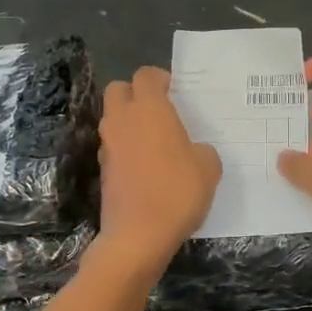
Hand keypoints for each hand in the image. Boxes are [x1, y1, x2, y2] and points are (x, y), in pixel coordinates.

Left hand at [95, 67, 220, 274]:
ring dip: (129, 121)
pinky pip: (113, 145)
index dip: (159, 79)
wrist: (138, 235)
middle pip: (118, 90)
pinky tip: (146, 165)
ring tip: (155, 139)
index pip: (145, 75)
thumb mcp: (208, 168)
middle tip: (158, 109)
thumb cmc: (177, 192)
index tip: (174, 90)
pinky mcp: (102, 169)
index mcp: (149, 109)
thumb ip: (202, 150)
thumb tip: (193, 151)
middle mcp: (122, 120)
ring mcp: (108, 145)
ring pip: (112, 118)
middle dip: (135, 93)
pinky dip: (126, 147)